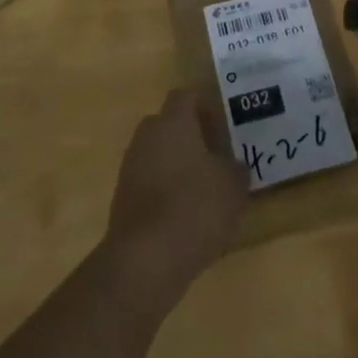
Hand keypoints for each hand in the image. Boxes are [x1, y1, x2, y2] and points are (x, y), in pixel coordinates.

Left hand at [103, 90, 246, 299]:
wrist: (144, 262)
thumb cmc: (195, 208)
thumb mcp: (233, 186)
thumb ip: (236, 168)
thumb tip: (233, 165)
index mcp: (173, 122)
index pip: (186, 96)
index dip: (205, 107)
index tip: (223, 126)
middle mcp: (147, 137)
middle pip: (168, 124)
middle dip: (190, 137)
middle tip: (215, 156)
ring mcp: (130, 169)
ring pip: (157, 155)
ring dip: (176, 166)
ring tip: (202, 190)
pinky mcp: (122, 201)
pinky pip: (148, 184)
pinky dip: (164, 193)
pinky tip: (184, 217)